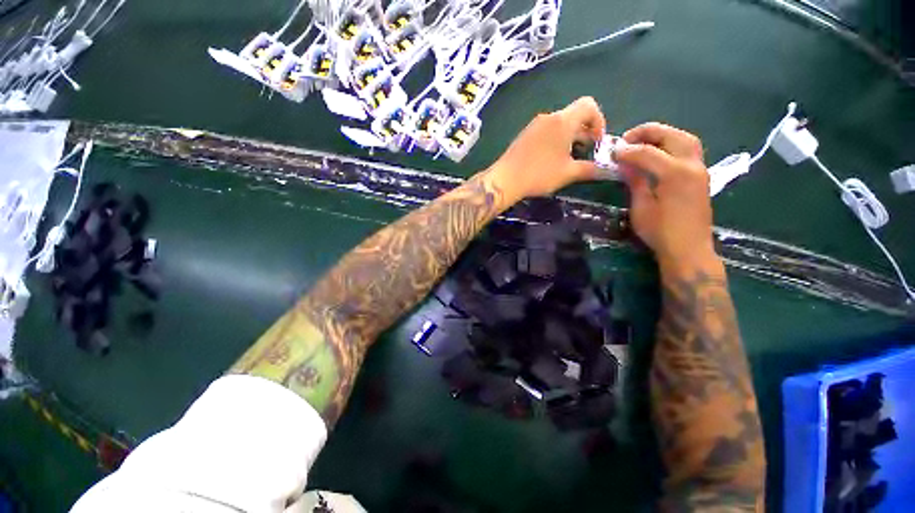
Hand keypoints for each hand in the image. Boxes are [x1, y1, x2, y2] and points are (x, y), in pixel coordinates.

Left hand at [488, 97, 605, 201]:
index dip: (599, 121)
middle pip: (574, 115)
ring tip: (569, 159)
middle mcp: (549, 117)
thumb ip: (590, 169)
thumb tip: (607, 170)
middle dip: (585, 132)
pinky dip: (555, 140)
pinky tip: (552, 160)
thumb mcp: (568, 173)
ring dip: (570, 137)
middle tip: (585, 154)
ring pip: (559, 124)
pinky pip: (546, 131)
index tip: (596, 142)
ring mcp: (534, 125)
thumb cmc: (539, 174)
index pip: (589, 105)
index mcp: (563, 121)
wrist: (505, 180)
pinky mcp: (525, 135)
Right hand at [614, 123, 715, 269]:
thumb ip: (635, 181)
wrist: (688, 249)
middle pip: (672, 135)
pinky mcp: (701, 176)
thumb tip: (625, 164)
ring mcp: (700, 169)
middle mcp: (692, 165)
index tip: (611, 152)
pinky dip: (671, 145)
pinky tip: (656, 154)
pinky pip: (688, 150)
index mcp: (675, 174)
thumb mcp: (641, 207)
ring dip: (663, 135)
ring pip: (685, 139)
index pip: (648, 152)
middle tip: (626, 139)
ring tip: (642, 143)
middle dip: (648, 132)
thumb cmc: (660, 232)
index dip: (627, 150)